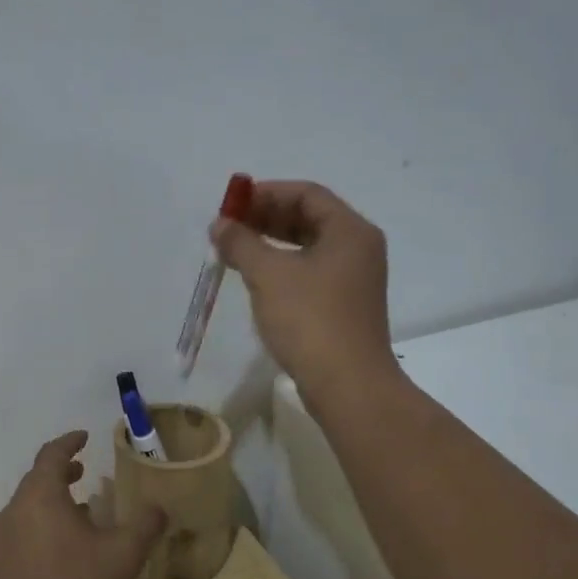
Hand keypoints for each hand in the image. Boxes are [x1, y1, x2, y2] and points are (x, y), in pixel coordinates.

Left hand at [0, 431, 168, 578]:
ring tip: (80, 510)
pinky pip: (23, 532)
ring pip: (29, 507)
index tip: (84, 436)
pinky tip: (64, 550)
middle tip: (84, 470)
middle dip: (61, 471)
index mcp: (39, 497)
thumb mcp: (122, 557)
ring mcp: (2, 543)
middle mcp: (15, 512)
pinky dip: (43, 525)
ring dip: (53, 500)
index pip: (52, 455)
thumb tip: (159, 506)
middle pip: (37, 479)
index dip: (69, 442)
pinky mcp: (0, 570)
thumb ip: (145, 525)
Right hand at [210, 180, 394, 398]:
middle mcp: (358, 248)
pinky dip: (283, 267)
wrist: (347, 384)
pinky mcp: (344, 305)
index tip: (232, 204)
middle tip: (229, 227)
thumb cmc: (310, 319)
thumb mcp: (268, 274)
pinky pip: (310, 272)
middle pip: (309, 218)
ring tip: (235, 251)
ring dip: (271, 244)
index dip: (266, 193)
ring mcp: (354, 279)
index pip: (306, 194)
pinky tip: (256, 279)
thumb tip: (220, 225)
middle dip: (266, 218)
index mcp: (349, 231)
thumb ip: (241, 243)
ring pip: (308, 247)